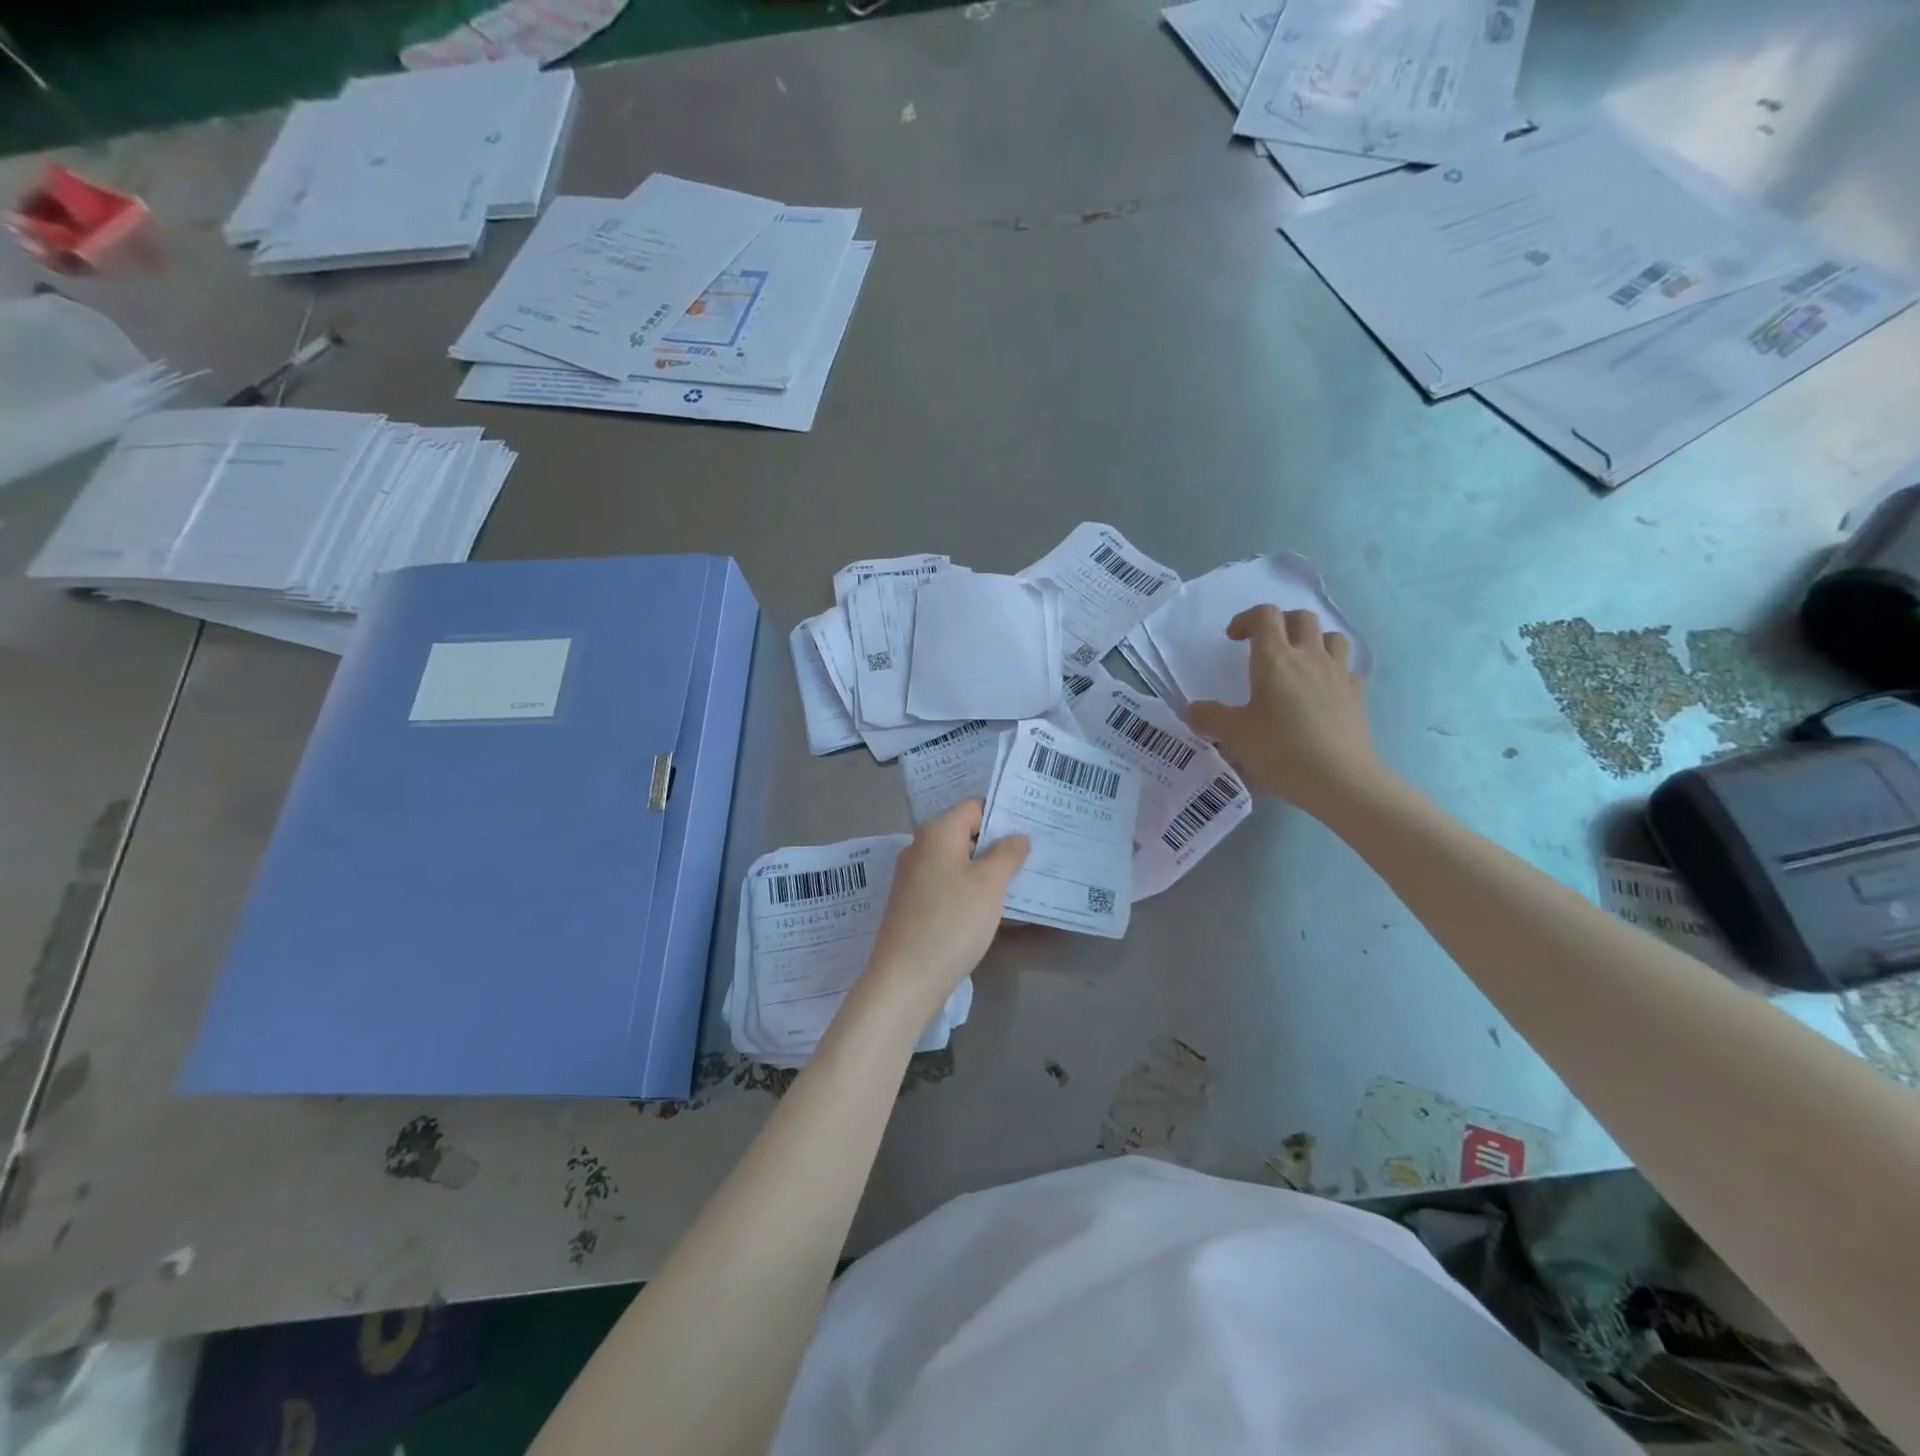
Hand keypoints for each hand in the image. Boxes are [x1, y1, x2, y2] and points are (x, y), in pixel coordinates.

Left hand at [860, 800, 1028, 1016]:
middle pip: (965, 833)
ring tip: (1020, 882)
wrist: (906, 979)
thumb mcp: (989, 884)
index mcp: (936, 832)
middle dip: (997, 843)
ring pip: (958, 861)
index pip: (974, 806)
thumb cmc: (952, 922)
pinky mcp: (913, 904)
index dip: (1003, 815)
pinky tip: (992, 908)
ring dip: (986, 870)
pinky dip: (970, 890)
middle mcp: (920, 847)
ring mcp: (913, 877)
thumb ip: (1007, 853)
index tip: (1032, 829)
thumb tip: (1017, 836)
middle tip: (1032, 856)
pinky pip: (948, 885)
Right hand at [1184, 605, 1381, 815]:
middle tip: (1264, 644)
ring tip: (1298, 660)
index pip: (1265, 616)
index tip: (1233, 638)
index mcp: (1275, 660)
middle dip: (1280, 623)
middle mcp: (1310, 657)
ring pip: (1331, 636)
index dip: (1246, 618)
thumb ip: (1209, 718)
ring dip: (1312, 640)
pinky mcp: (1357, 694)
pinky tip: (1324, 688)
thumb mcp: (1235, 736)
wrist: (1341, 780)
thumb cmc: (1282, 751)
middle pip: (1301, 618)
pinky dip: (1334, 669)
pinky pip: (1348, 668)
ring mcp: (1338, 674)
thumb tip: (1191, 709)